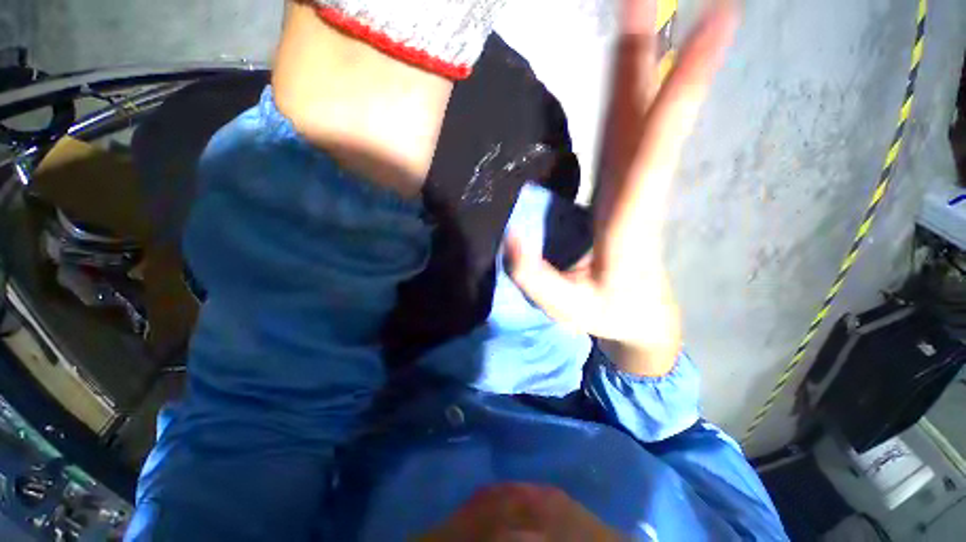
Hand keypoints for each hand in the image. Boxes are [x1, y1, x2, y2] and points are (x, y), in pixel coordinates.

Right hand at [507, 0, 738, 375]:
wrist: (644, 318)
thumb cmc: (609, 315)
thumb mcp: (568, 309)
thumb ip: (537, 280)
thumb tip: (511, 237)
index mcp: (631, 218)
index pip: (659, 145)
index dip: (683, 86)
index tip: (718, 19)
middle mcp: (640, 188)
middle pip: (647, 112)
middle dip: (650, 49)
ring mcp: (633, 184)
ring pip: (640, 114)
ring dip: (640, 58)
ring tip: (637, 4)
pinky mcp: (625, 186)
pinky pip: (631, 129)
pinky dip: (632, 89)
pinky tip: (630, 62)